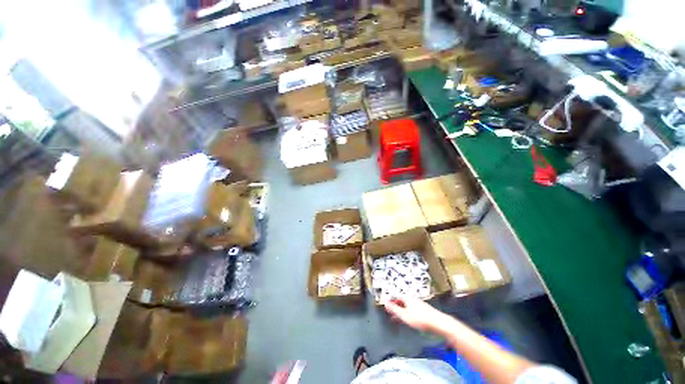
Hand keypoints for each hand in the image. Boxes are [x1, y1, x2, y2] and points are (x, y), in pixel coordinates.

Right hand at [383, 296, 451, 332]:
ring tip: (397, 319)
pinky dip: (407, 314)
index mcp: (407, 298)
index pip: (395, 297)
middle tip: (390, 314)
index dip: (390, 302)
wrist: (439, 323)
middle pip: (401, 301)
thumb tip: (385, 302)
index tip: (386, 307)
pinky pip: (411, 310)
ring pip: (406, 306)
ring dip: (401, 312)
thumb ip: (394, 309)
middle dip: (395, 307)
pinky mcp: (423, 310)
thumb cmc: (421, 319)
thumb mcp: (404, 315)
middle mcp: (412, 299)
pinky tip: (407, 320)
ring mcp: (418, 304)